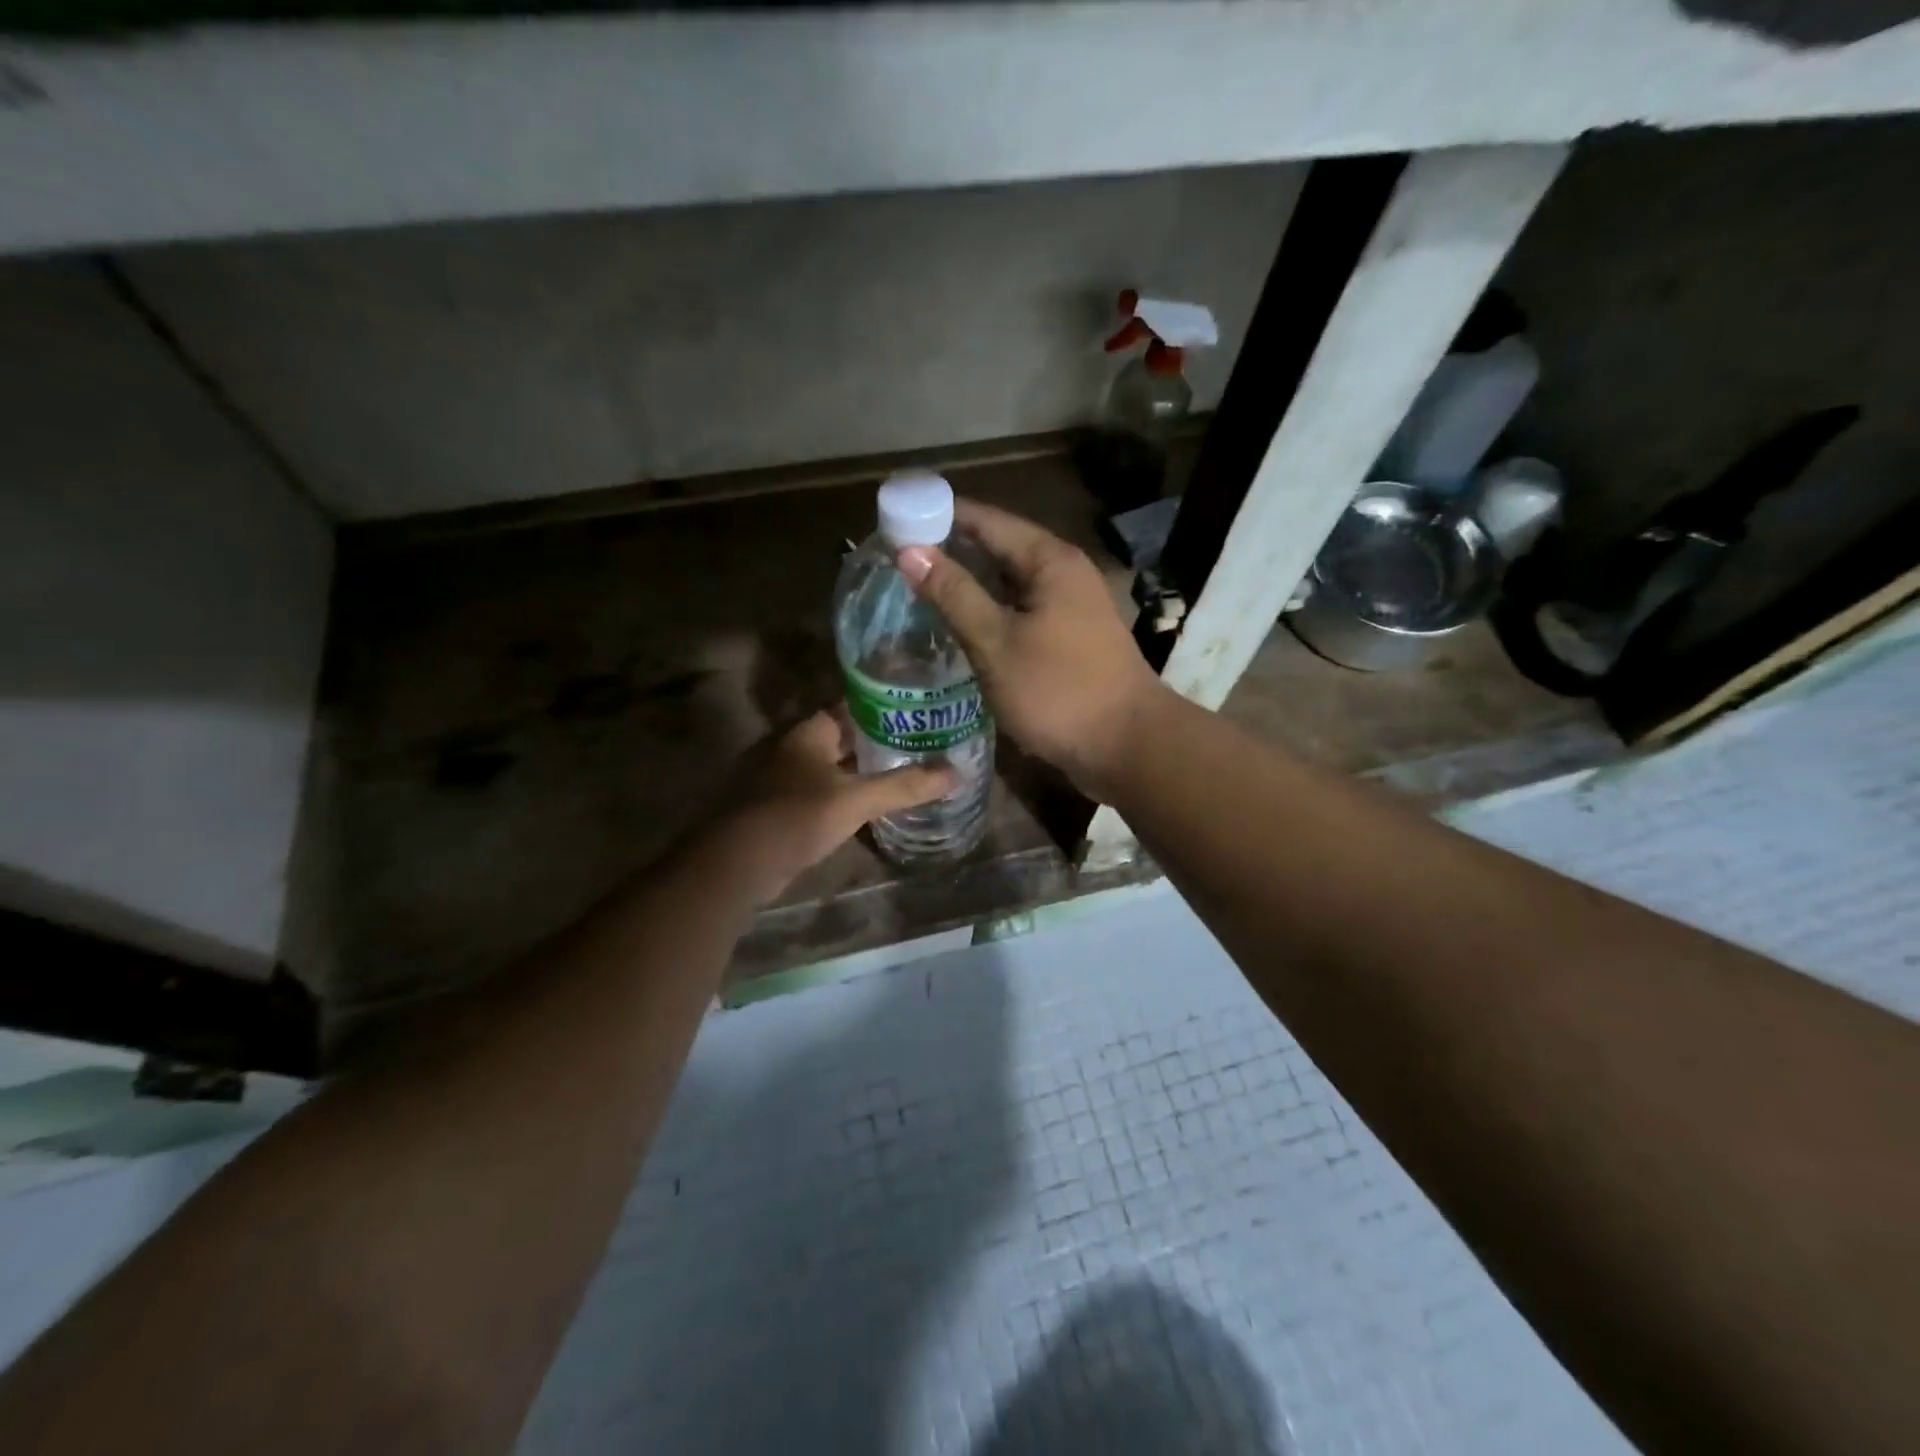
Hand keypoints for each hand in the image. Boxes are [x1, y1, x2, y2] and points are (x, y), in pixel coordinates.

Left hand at [704, 711, 956, 903]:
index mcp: (809, 732)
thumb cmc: (796, 816)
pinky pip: (825, 793)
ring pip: (835, 767)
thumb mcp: (856, 799)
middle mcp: (796, 748)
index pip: (852, 707)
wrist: (738, 863)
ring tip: (908, 771)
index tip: (919, 711)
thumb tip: (956, 773)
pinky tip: (873, 805)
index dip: (885, 708)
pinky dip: (848, 795)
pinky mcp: (784, 809)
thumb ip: (904, 786)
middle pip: (845, 738)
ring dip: (864, 770)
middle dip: (880, 741)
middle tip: (923, 742)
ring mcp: (787, 779)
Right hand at [897, 499, 1165, 801]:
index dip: (940, 517)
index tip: (895, 522)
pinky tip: (960, 629)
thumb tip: (909, 550)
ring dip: (969, 587)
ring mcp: (1071, 608)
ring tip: (919, 592)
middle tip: (898, 562)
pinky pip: (1021, 613)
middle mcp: (1064, 574)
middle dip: (951, 553)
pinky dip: (990, 615)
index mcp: (1049, 561)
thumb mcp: (996, 642)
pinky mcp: (1070, 640)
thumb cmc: (1058, 691)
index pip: (986, 520)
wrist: (1126, 747)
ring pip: (1010, 586)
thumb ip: (954, 594)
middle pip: (999, 549)